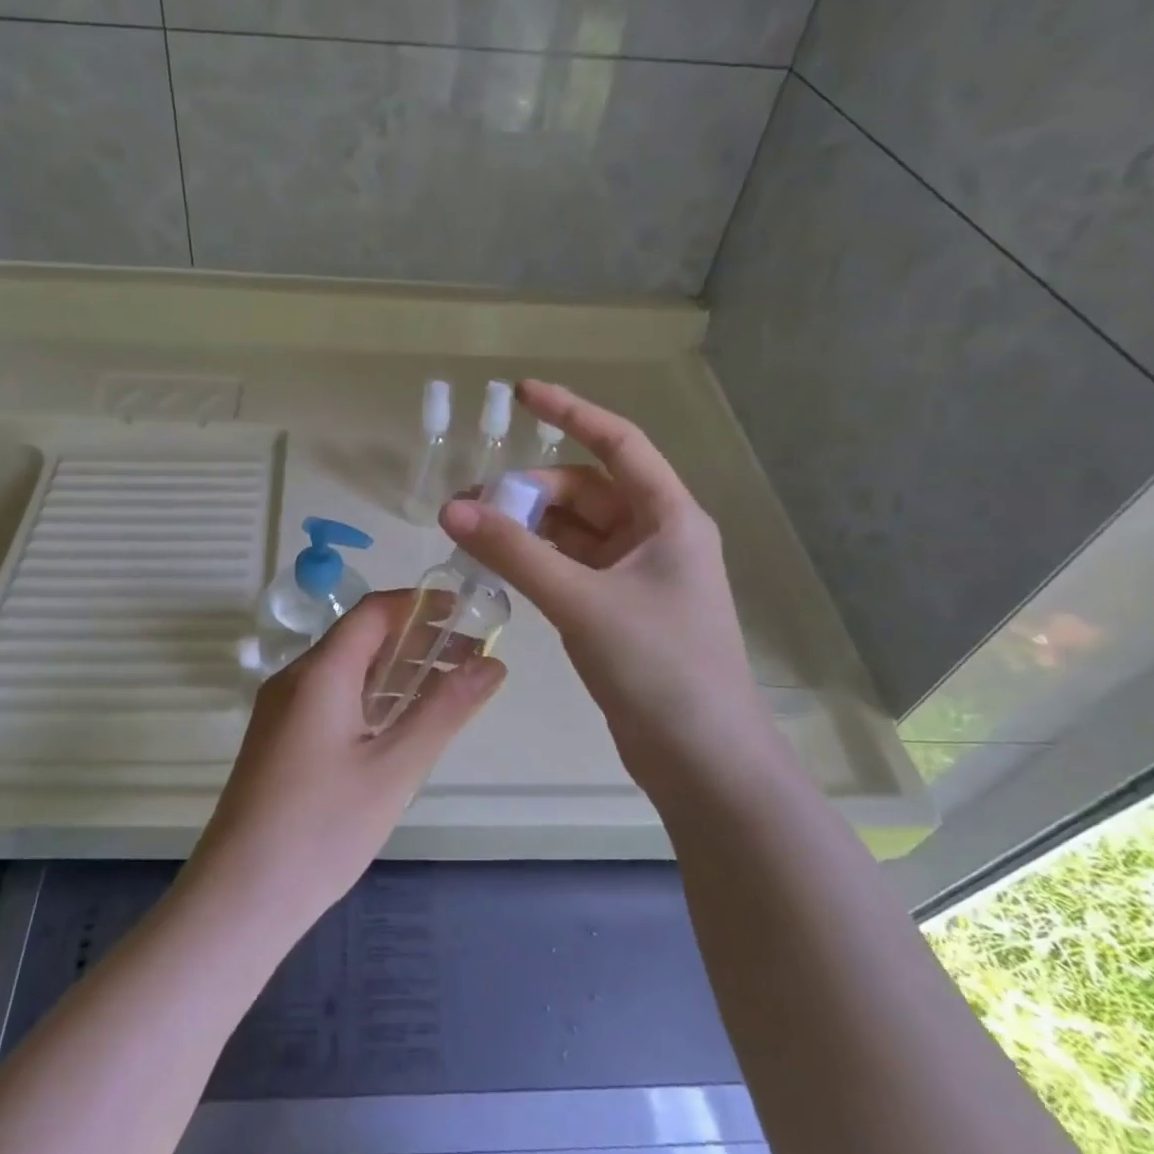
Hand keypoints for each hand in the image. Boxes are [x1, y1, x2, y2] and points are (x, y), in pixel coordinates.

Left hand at [186, 591, 504, 932]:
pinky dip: (372, 698)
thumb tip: (493, 664)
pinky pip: (332, 699)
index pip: (374, 612)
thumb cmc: (322, 828)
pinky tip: (401, 723)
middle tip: (470, 658)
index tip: (467, 615)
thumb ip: (445, 710)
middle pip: (361, 638)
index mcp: (320, 672)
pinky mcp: (281, 739)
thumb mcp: (395, 768)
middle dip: (417, 640)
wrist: (239, 897)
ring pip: (347, 671)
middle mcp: (295, 679)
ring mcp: (283, 710)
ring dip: (396, 671)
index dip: (421, 605)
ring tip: (448, 687)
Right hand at [439, 380, 777, 805]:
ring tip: (474, 532)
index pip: (617, 443)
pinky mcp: (621, 611)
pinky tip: (501, 565)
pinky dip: (538, 560)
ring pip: (576, 531)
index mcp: (668, 517)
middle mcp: (657, 537)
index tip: (521, 394)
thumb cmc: (658, 666)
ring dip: (530, 527)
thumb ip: (515, 553)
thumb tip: (452, 508)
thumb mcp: (581, 601)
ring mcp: (639, 576)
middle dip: (531, 490)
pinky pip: (572, 567)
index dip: (570, 412)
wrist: (702, 759)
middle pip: (587, 491)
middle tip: (471, 504)